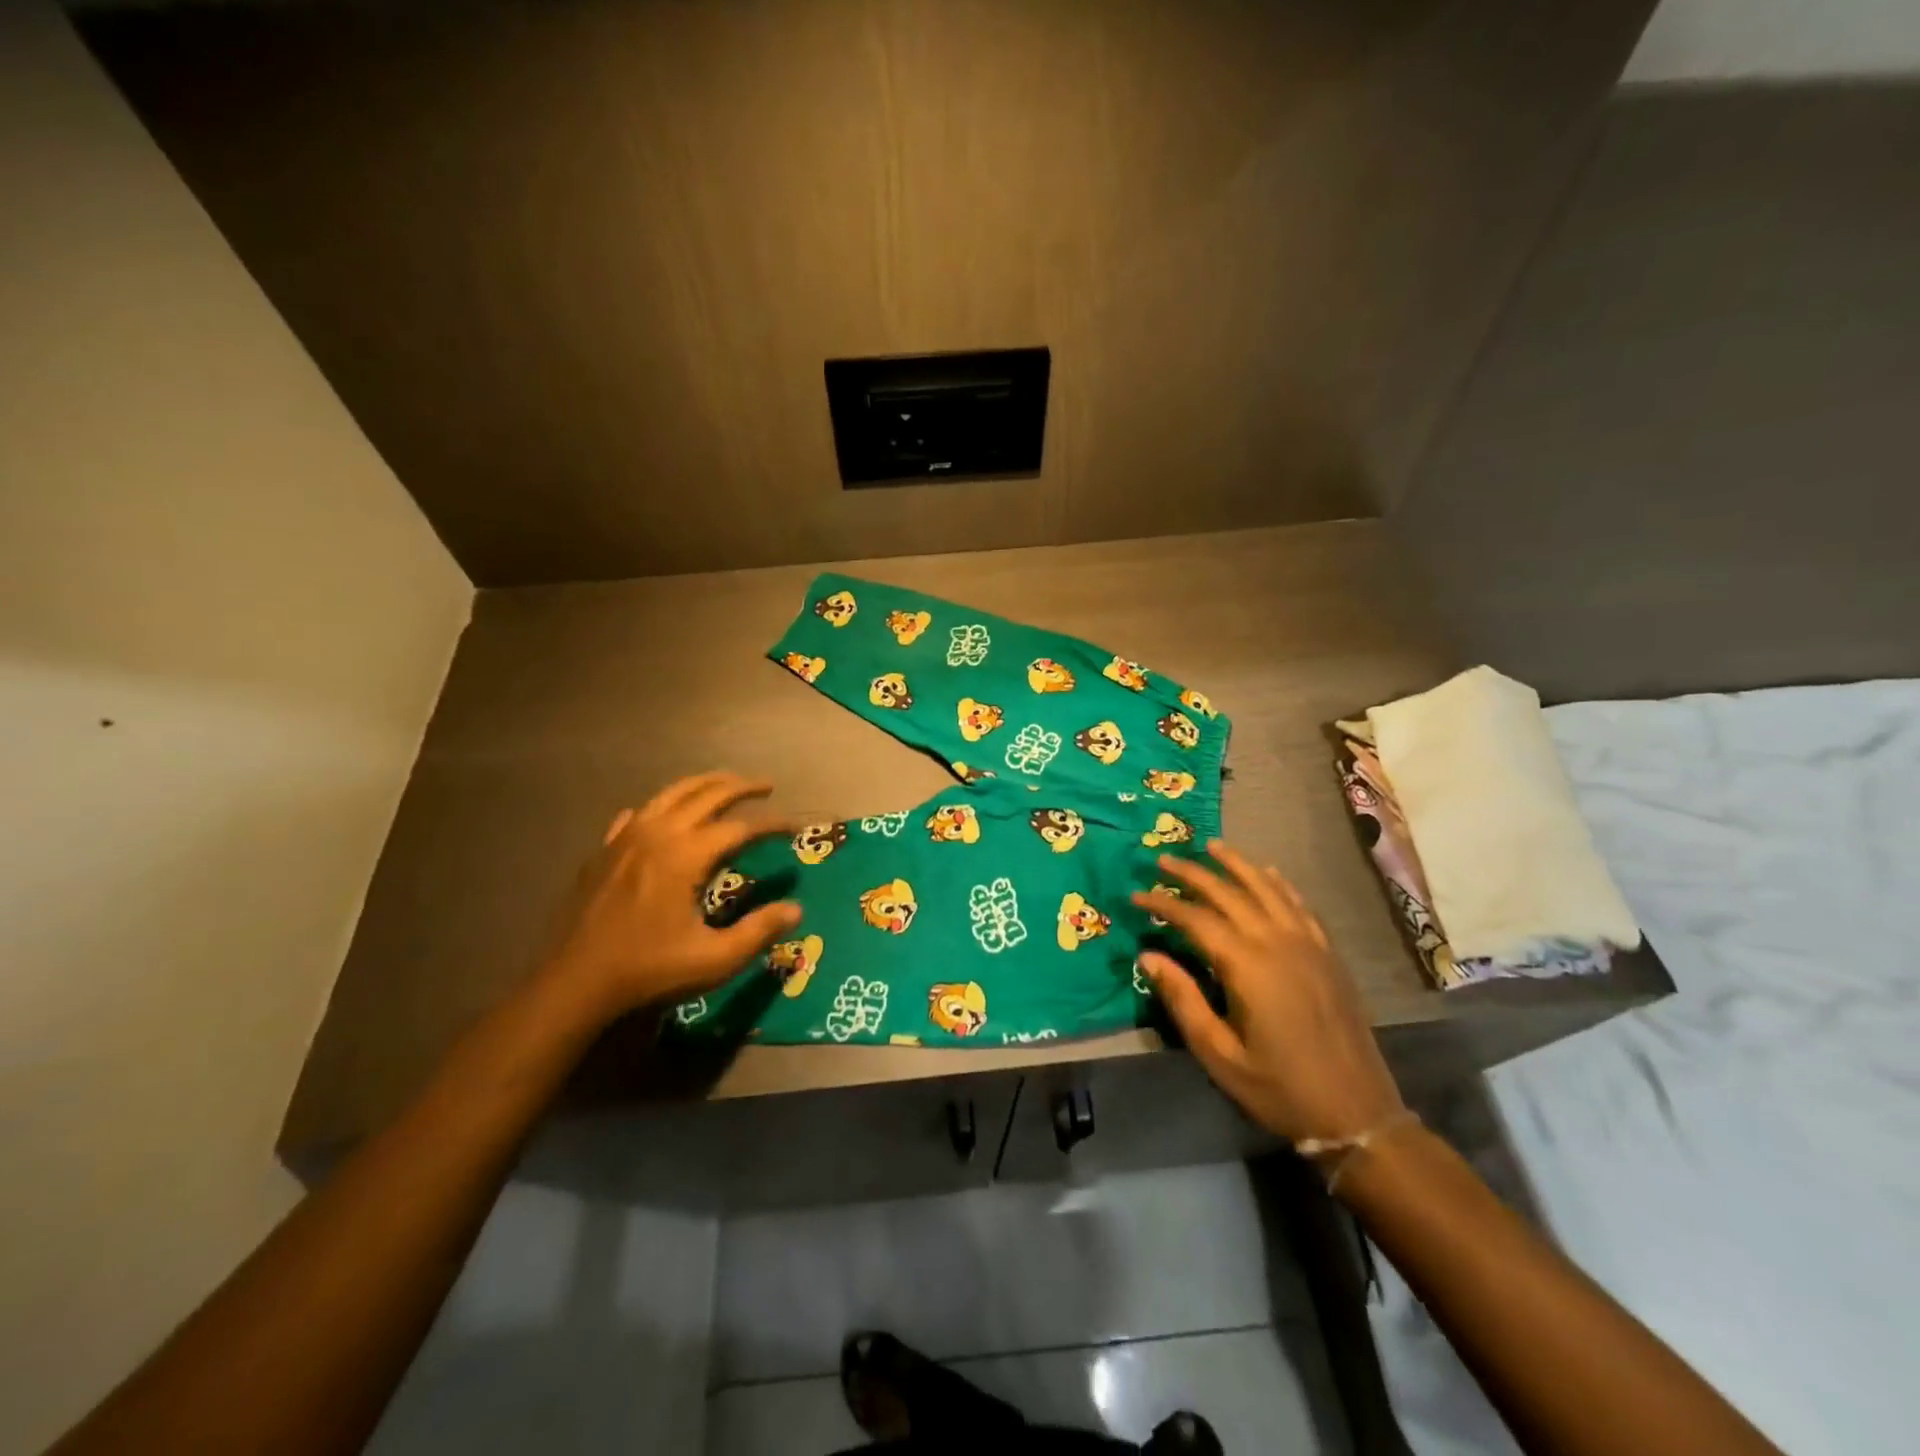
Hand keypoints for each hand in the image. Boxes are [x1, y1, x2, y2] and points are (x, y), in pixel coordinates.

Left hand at [539, 771, 799, 1023]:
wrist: (573, 984)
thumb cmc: (649, 971)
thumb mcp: (715, 959)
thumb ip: (759, 930)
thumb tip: (796, 909)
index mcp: (686, 855)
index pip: (740, 827)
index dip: (772, 825)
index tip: (796, 828)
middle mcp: (657, 834)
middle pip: (707, 795)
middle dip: (742, 787)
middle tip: (767, 786)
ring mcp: (625, 839)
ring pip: (670, 794)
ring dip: (703, 784)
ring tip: (725, 783)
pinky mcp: (603, 852)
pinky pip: (636, 815)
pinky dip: (659, 807)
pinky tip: (664, 815)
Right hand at [1133, 842, 1405, 1145]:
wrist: (1357, 1113)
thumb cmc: (1279, 1088)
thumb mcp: (1219, 1054)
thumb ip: (1183, 1000)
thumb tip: (1148, 956)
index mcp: (1247, 966)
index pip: (1196, 919)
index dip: (1163, 904)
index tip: (1135, 895)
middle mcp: (1277, 943)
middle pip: (1229, 893)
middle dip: (1193, 873)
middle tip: (1163, 859)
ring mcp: (1308, 945)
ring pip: (1267, 889)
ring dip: (1237, 864)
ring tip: (1212, 846)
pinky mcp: (1328, 954)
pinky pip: (1300, 905)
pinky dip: (1279, 884)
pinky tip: (1268, 873)